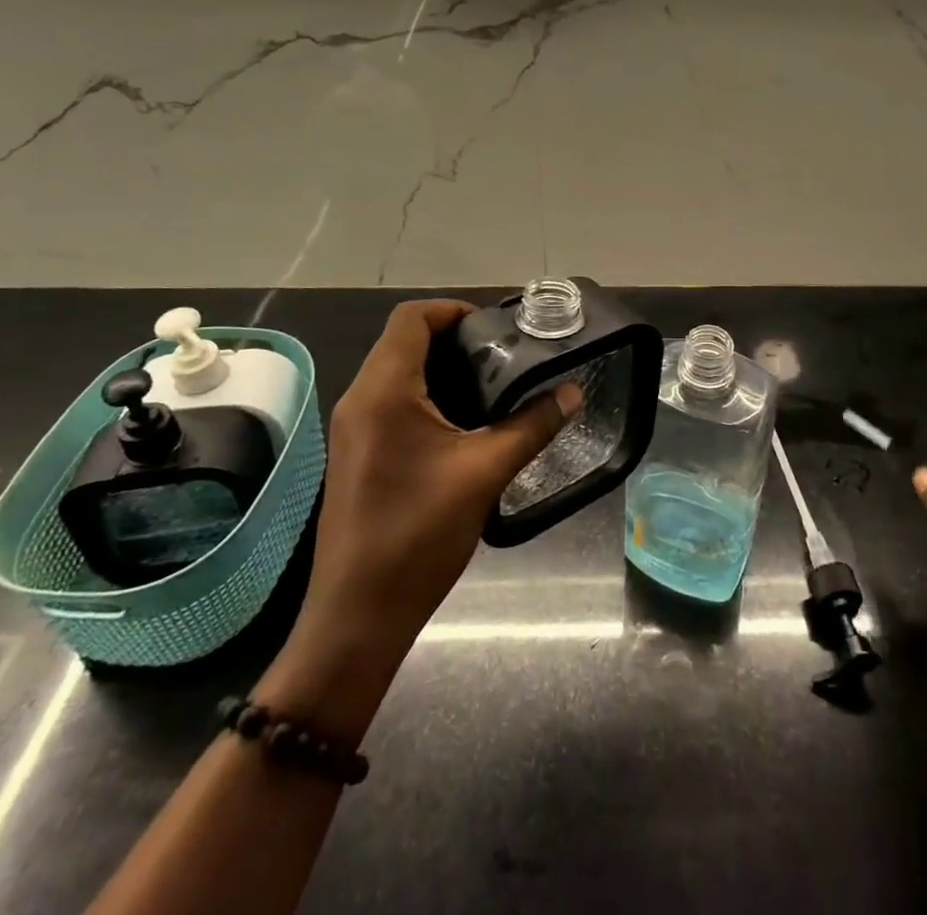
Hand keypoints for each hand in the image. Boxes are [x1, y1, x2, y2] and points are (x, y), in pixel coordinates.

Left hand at [278, 300, 580, 678]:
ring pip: (396, 372)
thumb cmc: (418, 535)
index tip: (496, 329)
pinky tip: (463, 423)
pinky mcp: (357, 452)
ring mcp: (353, 428)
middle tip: (503, 357)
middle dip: (453, 339)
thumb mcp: (484, 473)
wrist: (357, 615)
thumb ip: (531, 426)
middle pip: (403, 341)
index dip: (453, 310)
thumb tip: (573, 393)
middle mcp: (360, 399)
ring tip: (491, 386)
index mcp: (383, 391)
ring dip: (440, 369)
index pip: (411, 318)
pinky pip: (390, 402)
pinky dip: (426, 396)